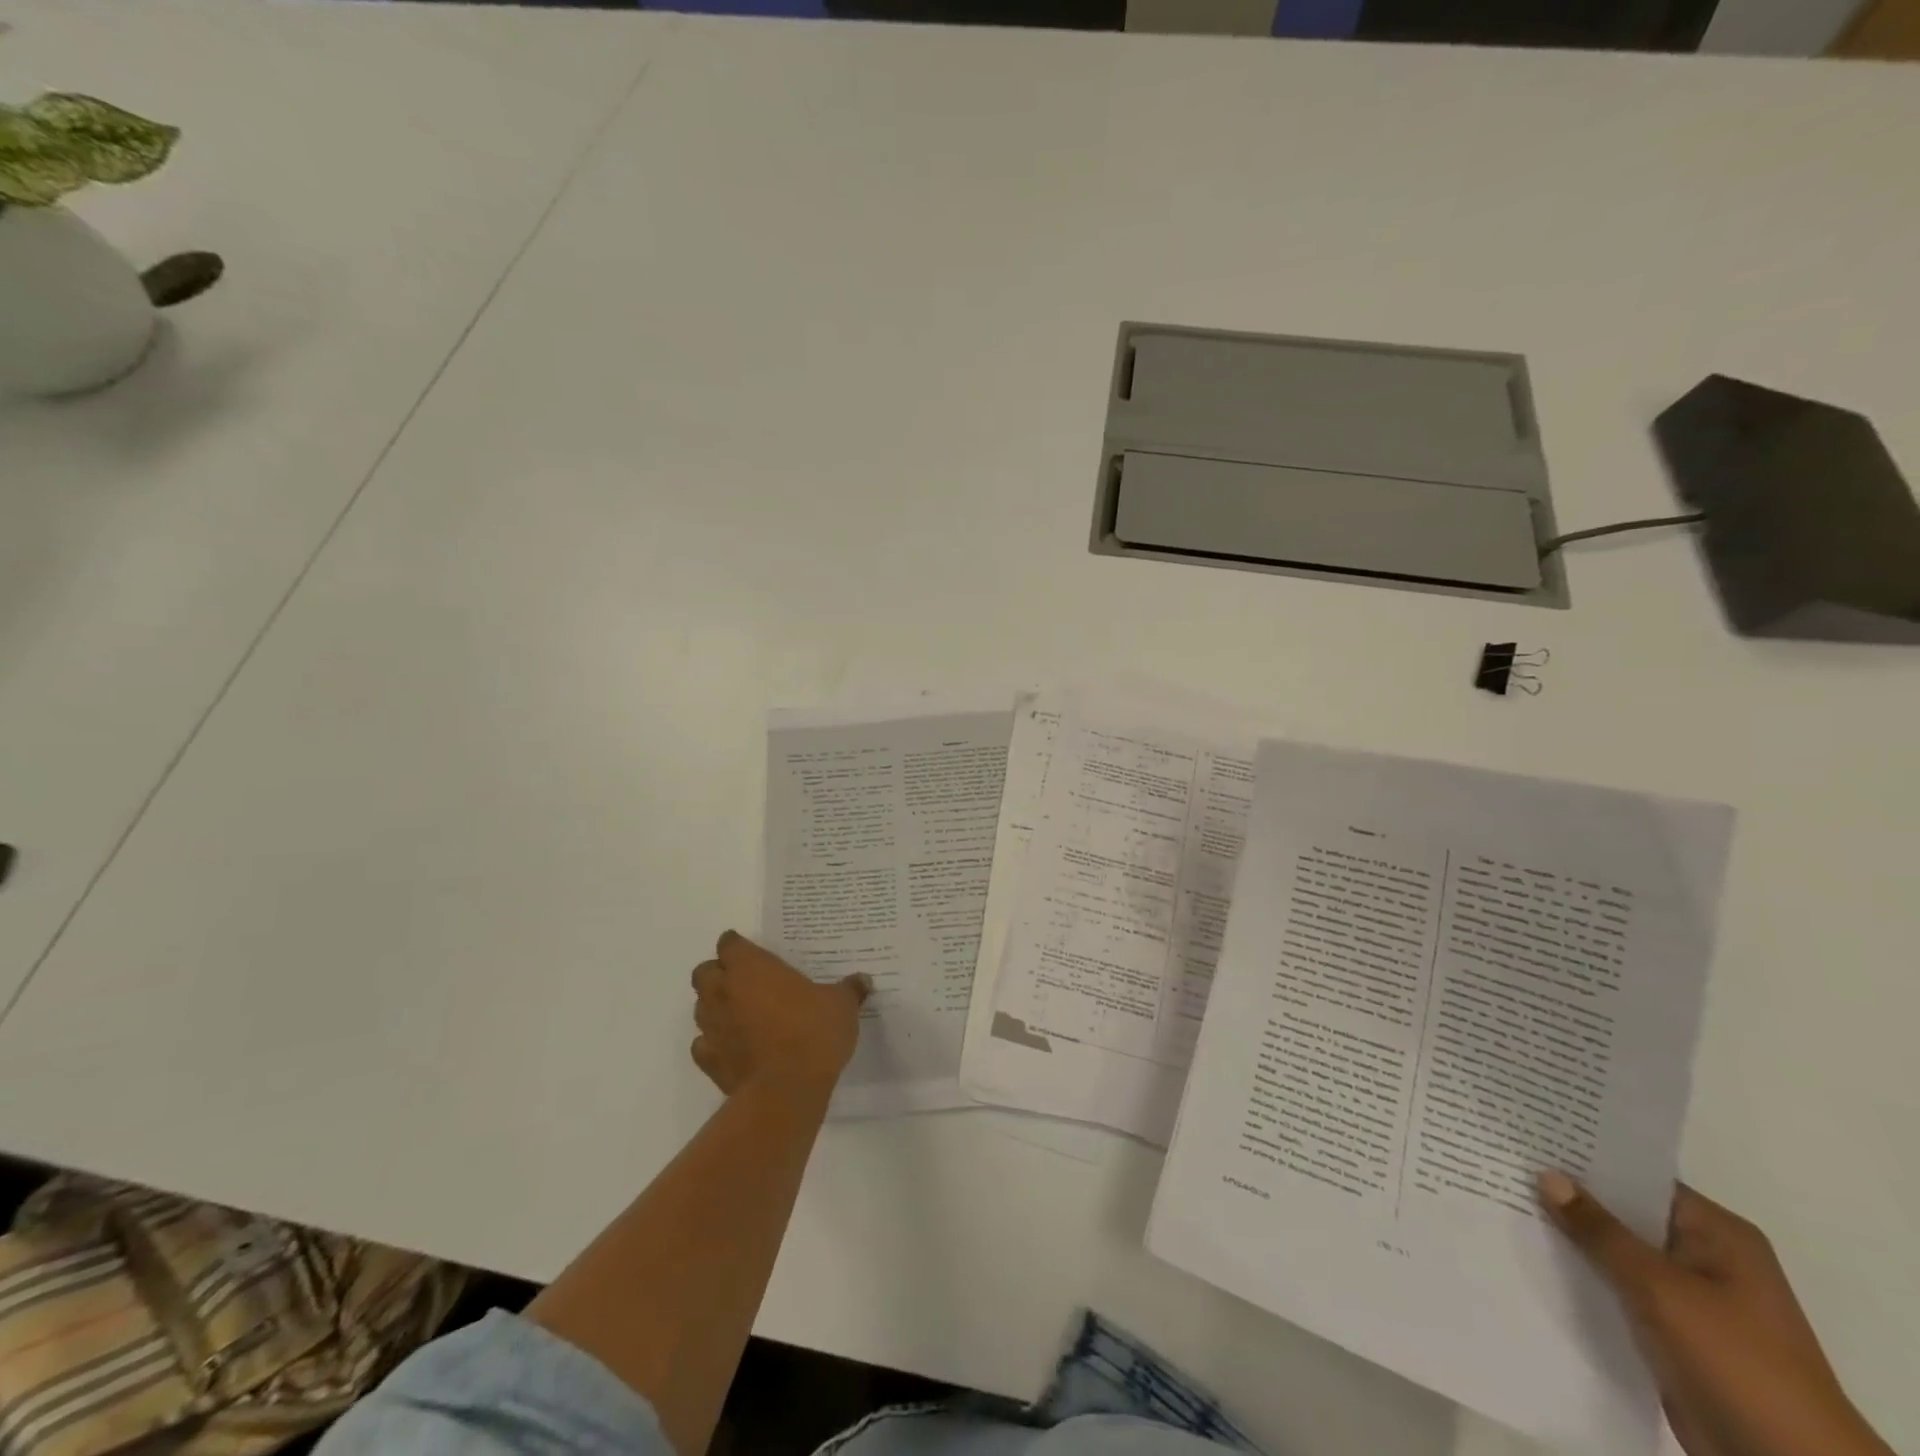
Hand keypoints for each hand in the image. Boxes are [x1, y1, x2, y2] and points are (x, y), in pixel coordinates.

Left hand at [689, 931, 868, 1096]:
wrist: (786, 1091)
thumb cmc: (813, 1032)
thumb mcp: (842, 1005)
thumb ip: (849, 990)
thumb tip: (863, 980)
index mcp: (752, 968)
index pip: (730, 944)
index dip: (737, 945)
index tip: (750, 951)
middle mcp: (724, 992)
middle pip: (704, 972)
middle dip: (718, 973)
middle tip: (743, 980)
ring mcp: (712, 1028)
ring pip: (701, 1007)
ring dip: (715, 1006)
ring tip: (740, 1013)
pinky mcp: (709, 1062)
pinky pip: (703, 1044)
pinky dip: (714, 1043)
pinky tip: (734, 1047)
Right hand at [1537, 1172, 1890, 1455]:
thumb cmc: (1735, 1360)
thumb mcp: (1660, 1288)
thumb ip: (1600, 1231)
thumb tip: (1547, 1175)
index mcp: (1718, 1235)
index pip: (1639, 1177)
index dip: (1586, 1157)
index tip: (1529, 1137)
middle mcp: (1705, 1257)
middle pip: (1625, 1213)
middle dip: (1570, 1196)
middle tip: (1503, 1163)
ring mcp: (1690, 1297)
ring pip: (1616, 1252)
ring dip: (1572, 1237)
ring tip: (1504, 1202)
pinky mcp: (1672, 1330)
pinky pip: (1617, 1287)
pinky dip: (1582, 1274)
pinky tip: (1533, 1257)